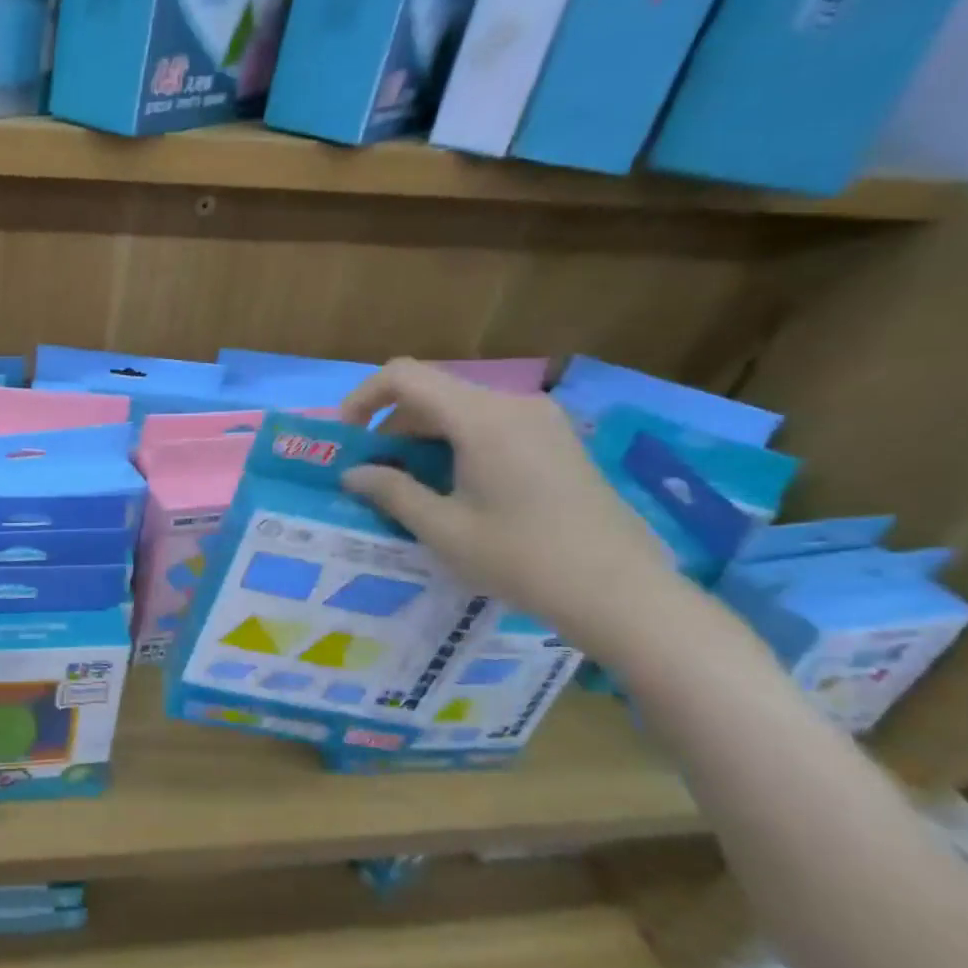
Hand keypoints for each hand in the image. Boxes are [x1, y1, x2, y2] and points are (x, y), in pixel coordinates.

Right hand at [339, 359, 672, 650]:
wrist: (620, 591)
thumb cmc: (521, 557)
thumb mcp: (442, 528)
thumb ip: (390, 491)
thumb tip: (352, 473)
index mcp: (481, 417)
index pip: (404, 376)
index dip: (363, 398)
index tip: (347, 439)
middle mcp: (512, 404)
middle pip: (432, 392)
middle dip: (391, 426)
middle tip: (373, 474)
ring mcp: (541, 419)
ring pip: (460, 409)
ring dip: (423, 437)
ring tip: (410, 486)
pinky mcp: (557, 440)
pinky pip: (490, 424)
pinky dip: (456, 443)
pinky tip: (455, 487)